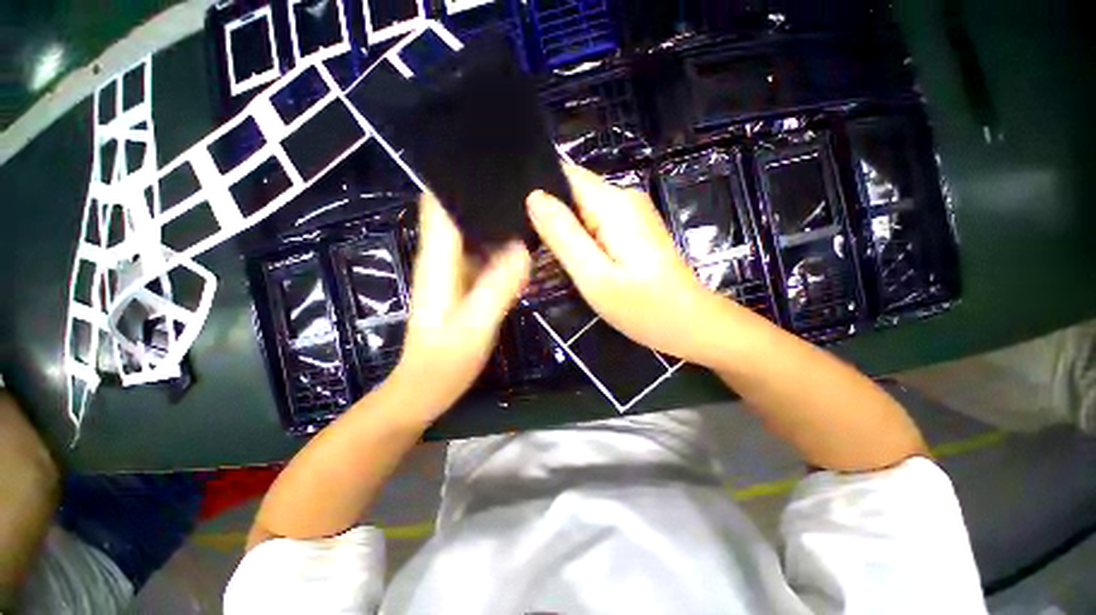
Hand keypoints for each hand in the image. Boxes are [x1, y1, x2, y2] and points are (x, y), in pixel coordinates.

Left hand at [390, 193, 530, 418]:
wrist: (424, 389)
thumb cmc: (444, 362)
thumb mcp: (475, 326)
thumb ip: (498, 288)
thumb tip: (523, 249)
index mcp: (438, 261)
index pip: (439, 204)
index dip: (458, 179)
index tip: (489, 161)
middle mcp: (442, 258)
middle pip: (458, 212)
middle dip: (483, 194)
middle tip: (522, 181)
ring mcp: (453, 271)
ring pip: (471, 232)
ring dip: (493, 217)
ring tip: (528, 204)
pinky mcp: (464, 284)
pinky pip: (482, 253)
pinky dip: (499, 243)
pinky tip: (522, 241)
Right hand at [527, 165, 727, 363]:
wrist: (690, 324)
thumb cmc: (643, 307)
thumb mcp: (594, 276)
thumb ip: (563, 235)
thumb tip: (534, 197)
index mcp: (613, 204)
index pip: (565, 175)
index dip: (540, 190)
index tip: (519, 218)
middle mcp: (624, 199)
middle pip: (573, 192)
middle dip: (550, 215)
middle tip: (532, 247)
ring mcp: (632, 215)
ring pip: (583, 210)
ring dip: (564, 229)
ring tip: (548, 256)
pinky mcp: (634, 230)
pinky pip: (596, 224)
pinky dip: (581, 238)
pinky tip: (575, 260)